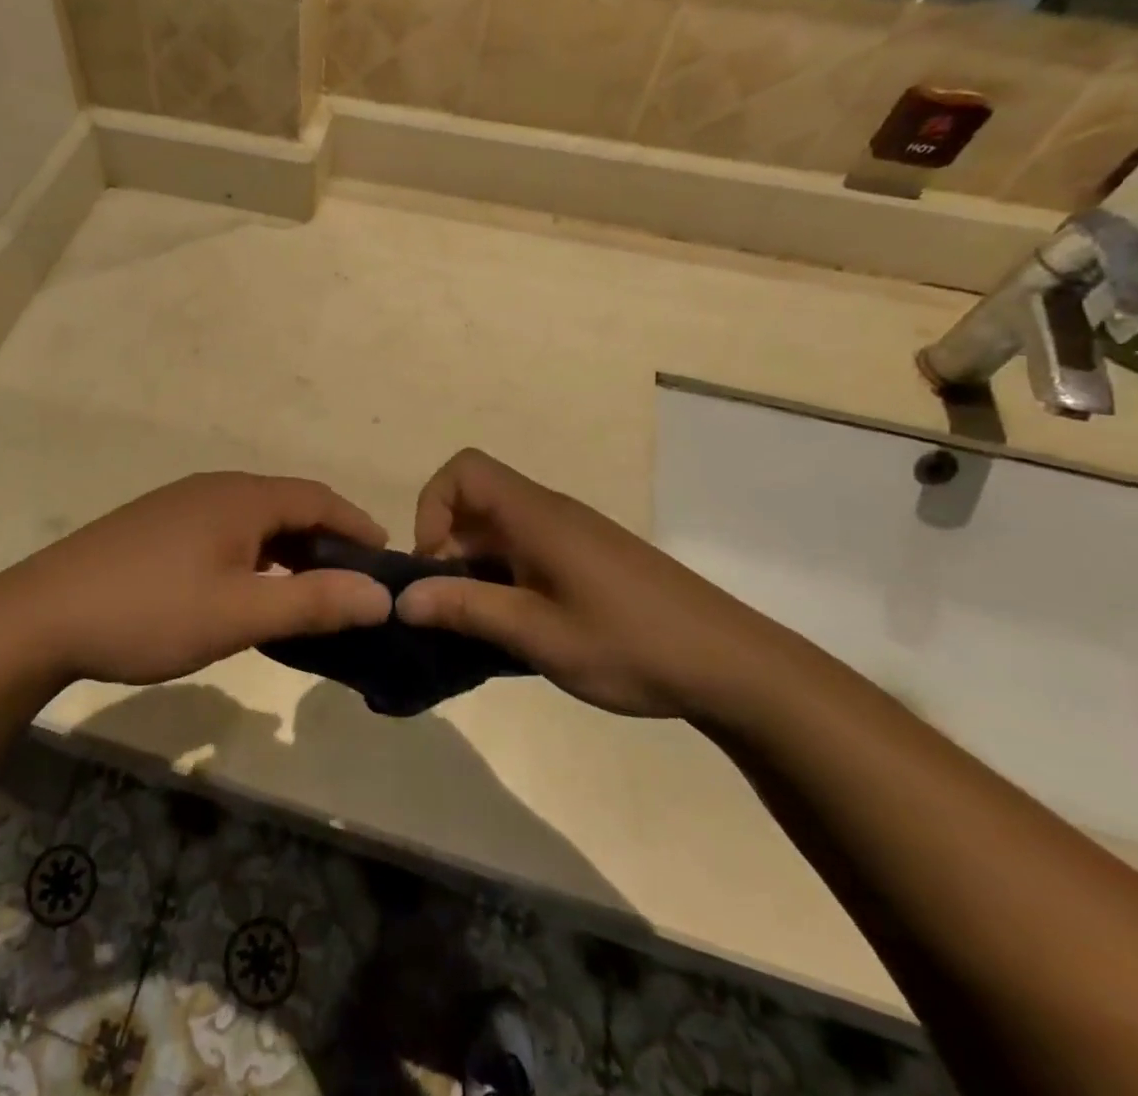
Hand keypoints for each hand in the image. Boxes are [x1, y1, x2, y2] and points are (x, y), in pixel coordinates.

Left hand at [1, 473, 392, 686]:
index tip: (386, 560)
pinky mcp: (156, 527)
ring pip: (253, 520)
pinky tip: (246, 590)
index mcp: (239, 497)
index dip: (358, 524)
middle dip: (326, 541)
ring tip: (308, 592)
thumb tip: (381, 594)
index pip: (318, 497)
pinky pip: (224, 532)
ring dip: (288, 550)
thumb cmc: (149, 611)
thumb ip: (313, 602)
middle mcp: (213, 488)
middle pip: (287, 505)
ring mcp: (179, 505)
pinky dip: (253, 556)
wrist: (42, 616)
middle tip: (352, 585)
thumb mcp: (239, 613)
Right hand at [395, 449, 772, 718]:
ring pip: (499, 530)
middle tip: (449, 607)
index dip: (433, 507)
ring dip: (475, 568)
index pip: (463, 471)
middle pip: (476, 502)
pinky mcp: (589, 559)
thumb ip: (467, 609)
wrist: (734, 666)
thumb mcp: (538, 634)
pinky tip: (519, 627)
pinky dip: (505, 578)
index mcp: (536, 516)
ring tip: (479, 624)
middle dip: (447, 548)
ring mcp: (572, 536)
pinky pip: (526, 551)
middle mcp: (550, 513)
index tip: (434, 565)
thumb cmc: (630, 644)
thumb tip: (404, 598)